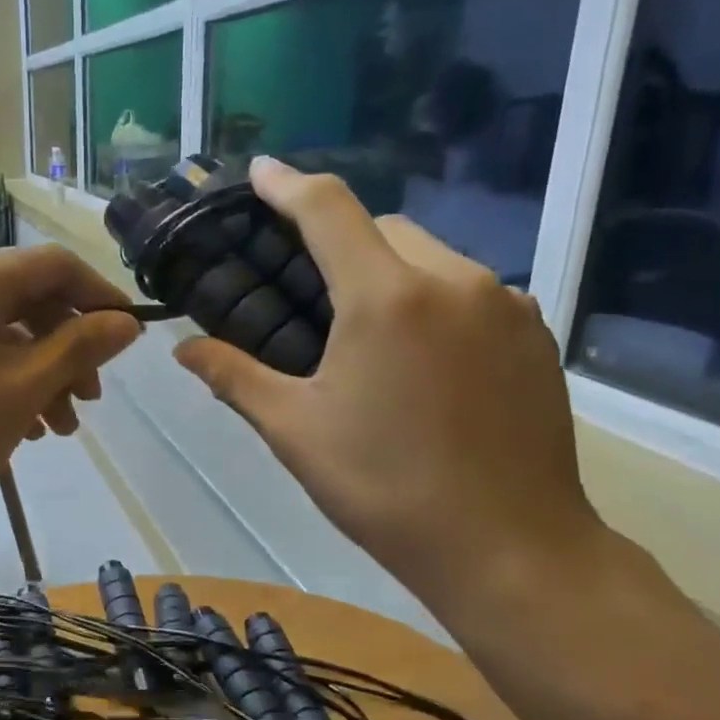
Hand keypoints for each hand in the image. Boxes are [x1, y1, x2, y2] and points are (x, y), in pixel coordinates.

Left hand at [0, 246, 141, 541]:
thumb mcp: (24, 388)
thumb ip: (81, 347)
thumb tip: (127, 321)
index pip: (56, 265)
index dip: (101, 296)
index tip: (130, 339)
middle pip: (26, 300)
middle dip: (68, 349)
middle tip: (89, 403)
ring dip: (37, 373)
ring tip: (56, 429)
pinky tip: (15, 425)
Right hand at [174, 158, 605, 620]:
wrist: (510, 548)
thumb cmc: (386, 488)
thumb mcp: (295, 432)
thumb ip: (235, 377)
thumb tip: (184, 350)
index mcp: (385, 297)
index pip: (328, 209)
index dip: (287, 184)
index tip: (259, 172)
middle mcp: (453, 281)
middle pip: (385, 228)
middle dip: (342, 240)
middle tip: (310, 290)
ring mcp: (506, 305)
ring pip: (434, 258)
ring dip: (391, 272)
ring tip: (367, 335)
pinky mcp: (536, 335)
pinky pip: (473, 292)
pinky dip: (435, 302)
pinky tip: (424, 361)